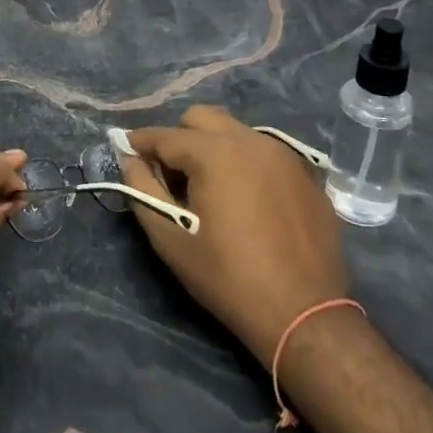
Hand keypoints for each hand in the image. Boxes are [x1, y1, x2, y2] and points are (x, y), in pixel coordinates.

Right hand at [123, 106, 347, 366]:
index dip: (141, 143)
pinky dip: (246, 161)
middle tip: (171, 173)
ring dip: (214, 145)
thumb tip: (129, 159)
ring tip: (209, 185)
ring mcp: (284, 154)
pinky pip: (265, 151)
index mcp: (215, 153)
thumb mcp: (172, 241)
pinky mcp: (306, 173)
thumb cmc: (229, 278)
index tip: (126, 151)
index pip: (166, 136)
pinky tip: (247, 196)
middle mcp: (250, 140)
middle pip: (202, 118)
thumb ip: (143, 191)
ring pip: (236, 130)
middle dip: (179, 136)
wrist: (305, 314)